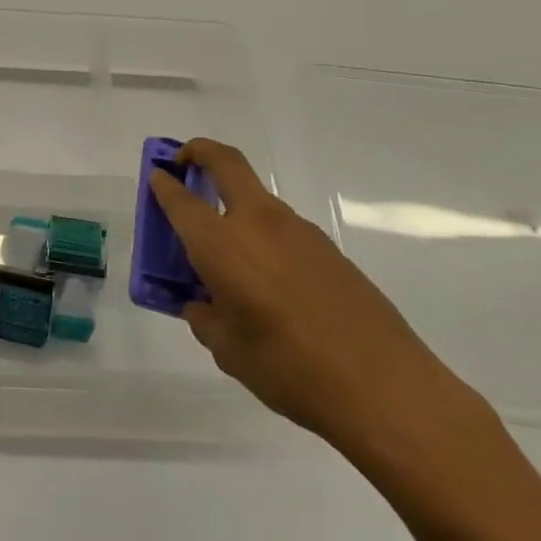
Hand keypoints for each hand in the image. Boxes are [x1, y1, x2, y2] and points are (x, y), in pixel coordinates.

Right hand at [150, 139, 481, 458]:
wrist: (385, 387)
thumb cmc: (290, 369)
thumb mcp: (228, 351)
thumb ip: (205, 318)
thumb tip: (203, 304)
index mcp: (222, 245)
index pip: (181, 200)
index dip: (163, 185)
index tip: (155, 176)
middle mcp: (258, 224)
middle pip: (226, 163)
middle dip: (199, 152)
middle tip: (183, 163)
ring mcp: (299, 232)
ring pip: (256, 198)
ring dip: (233, 202)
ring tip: (227, 254)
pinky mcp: (329, 249)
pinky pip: (282, 229)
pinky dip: (262, 236)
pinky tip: (269, 283)